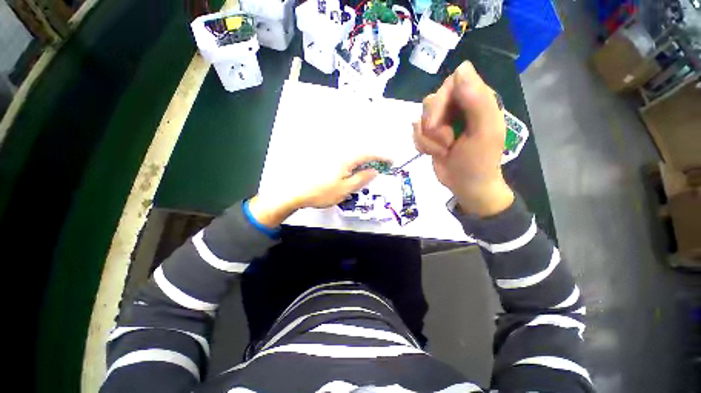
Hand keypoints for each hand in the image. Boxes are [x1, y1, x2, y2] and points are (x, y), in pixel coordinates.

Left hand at [248, 156, 384, 226]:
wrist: (295, 192)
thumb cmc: (322, 192)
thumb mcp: (346, 189)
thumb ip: (362, 179)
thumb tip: (374, 171)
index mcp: (346, 158)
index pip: (369, 154)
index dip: (382, 157)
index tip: (391, 161)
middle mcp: (339, 152)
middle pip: (361, 152)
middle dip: (373, 158)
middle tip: (380, 167)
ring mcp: (331, 155)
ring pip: (352, 154)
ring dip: (363, 160)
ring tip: (368, 169)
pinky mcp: (324, 159)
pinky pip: (344, 157)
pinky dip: (352, 162)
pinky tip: (351, 169)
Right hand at [413, 62, 513, 216]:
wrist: (466, 186)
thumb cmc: (479, 161)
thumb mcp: (483, 132)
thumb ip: (476, 100)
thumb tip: (461, 67)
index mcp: (476, 100)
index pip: (450, 83)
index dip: (442, 103)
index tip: (441, 123)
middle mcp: (457, 106)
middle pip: (431, 101)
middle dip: (434, 127)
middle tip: (447, 142)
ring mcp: (442, 121)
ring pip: (420, 119)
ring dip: (428, 140)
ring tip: (443, 150)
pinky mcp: (429, 135)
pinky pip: (415, 133)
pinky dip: (422, 146)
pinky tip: (433, 153)